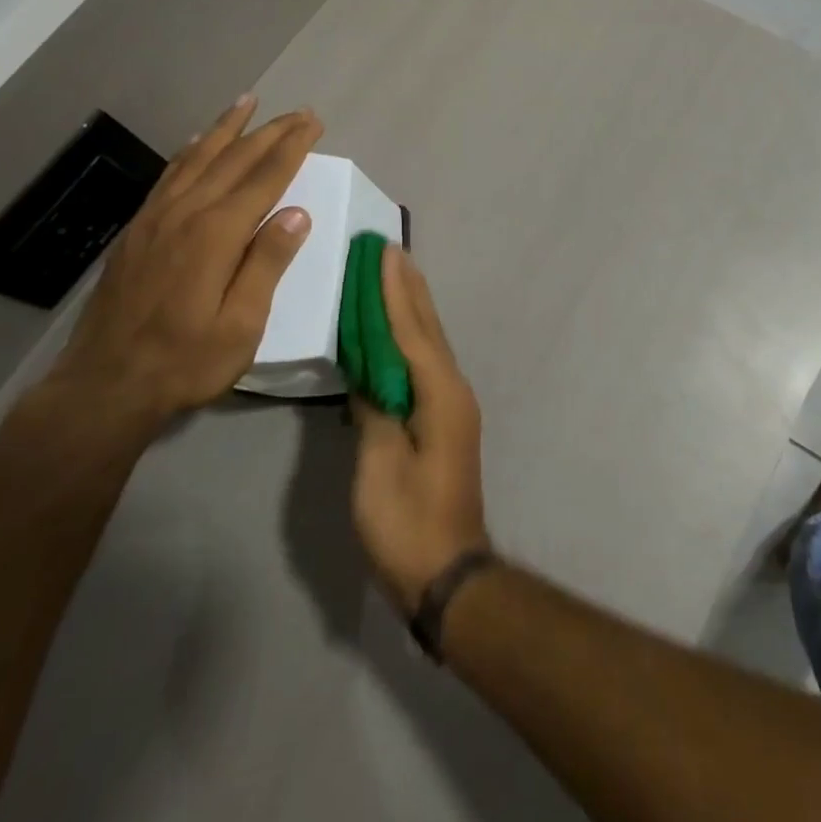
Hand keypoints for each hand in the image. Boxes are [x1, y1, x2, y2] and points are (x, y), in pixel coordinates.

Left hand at [53, 96, 321, 419]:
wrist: (103, 386)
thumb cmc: (184, 361)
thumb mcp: (241, 325)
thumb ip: (267, 264)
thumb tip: (297, 213)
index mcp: (216, 234)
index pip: (264, 178)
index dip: (292, 147)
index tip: (313, 123)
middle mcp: (185, 213)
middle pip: (234, 159)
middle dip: (269, 131)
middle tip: (297, 111)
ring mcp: (155, 218)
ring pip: (197, 158)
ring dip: (227, 128)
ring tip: (247, 102)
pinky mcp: (137, 230)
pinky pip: (169, 175)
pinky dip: (190, 151)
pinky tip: (197, 143)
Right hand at [351, 246, 490, 612]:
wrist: (447, 572)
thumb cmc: (407, 521)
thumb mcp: (379, 465)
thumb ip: (374, 409)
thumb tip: (368, 371)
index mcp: (439, 393)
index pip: (412, 330)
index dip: (395, 291)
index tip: (384, 252)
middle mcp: (452, 388)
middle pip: (427, 327)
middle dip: (408, 288)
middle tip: (390, 249)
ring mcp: (452, 403)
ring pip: (429, 342)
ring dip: (411, 306)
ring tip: (396, 273)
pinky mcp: (444, 418)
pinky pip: (425, 362)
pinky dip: (410, 336)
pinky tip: (398, 330)